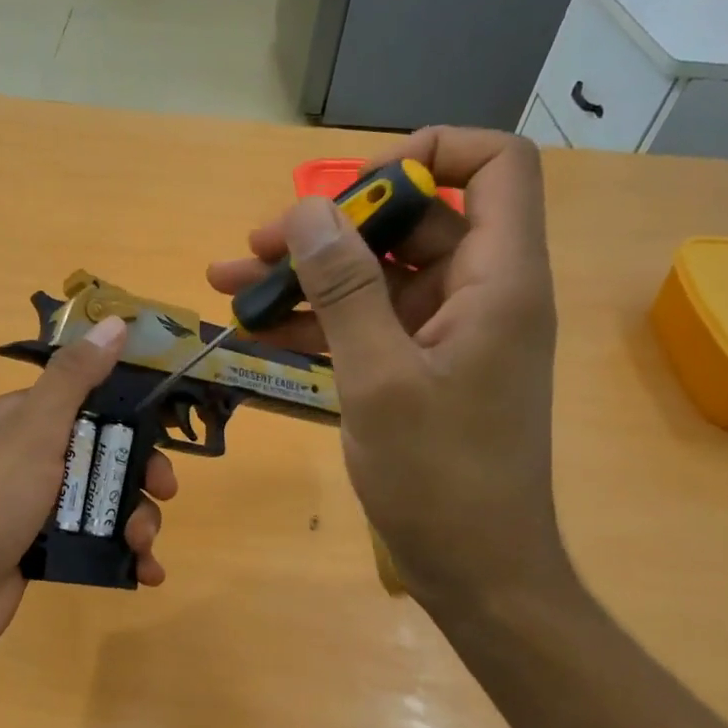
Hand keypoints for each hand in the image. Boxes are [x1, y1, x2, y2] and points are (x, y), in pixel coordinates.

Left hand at [0, 315, 176, 671]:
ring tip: (142, 545)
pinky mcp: (46, 548)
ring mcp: (41, 505)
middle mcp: (36, 456)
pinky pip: (97, 542)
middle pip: (108, 455)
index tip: (167, 434)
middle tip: (163, 494)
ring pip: (107, 501)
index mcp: (29, 418)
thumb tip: (115, 323)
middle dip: (143, 476)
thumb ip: (76, 377)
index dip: (134, 416)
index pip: (94, 402)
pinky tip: (146, 572)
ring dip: (138, 520)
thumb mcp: (36, 428)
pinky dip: (125, 556)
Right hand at [207, 127, 566, 621]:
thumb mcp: (379, 378)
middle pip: (411, 222)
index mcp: (497, 280)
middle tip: (256, 247)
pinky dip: (317, 323)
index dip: (426, 155)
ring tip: (230, 284)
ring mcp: (447, 333)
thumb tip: (307, 210)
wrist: (476, 571)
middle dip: (330, 227)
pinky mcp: (420, 368)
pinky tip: (257, 332)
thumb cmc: (439, 477)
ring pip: (376, 276)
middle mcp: (478, 293)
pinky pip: (367, 324)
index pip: (493, 166)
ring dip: (307, 277)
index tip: (350, 189)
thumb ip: (344, 289)